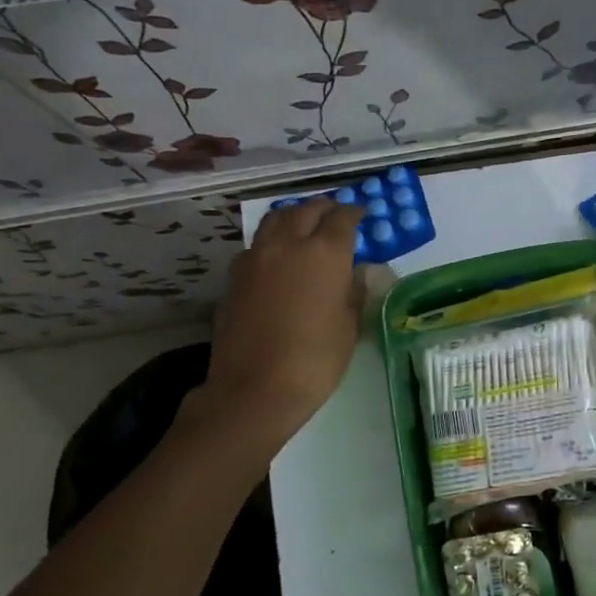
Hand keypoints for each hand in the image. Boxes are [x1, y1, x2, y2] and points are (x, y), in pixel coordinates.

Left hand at [202, 198, 364, 434]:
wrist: (255, 388)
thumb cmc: (315, 360)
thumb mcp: (349, 326)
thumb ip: (355, 290)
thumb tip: (360, 271)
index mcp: (325, 253)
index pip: (342, 219)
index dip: (354, 212)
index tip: (360, 214)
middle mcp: (288, 244)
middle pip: (306, 211)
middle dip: (323, 208)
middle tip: (334, 212)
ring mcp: (256, 258)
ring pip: (275, 220)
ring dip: (293, 216)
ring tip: (303, 224)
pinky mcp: (234, 276)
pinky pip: (256, 245)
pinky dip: (271, 241)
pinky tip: (276, 257)